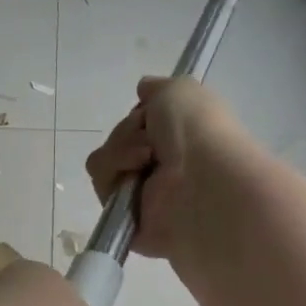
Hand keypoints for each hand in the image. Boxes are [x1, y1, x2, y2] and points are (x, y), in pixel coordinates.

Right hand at [85, 77, 252, 266]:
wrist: (203, 181)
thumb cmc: (198, 132)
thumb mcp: (181, 91)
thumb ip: (158, 87)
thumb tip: (143, 89)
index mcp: (177, 141)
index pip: (137, 124)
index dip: (139, 115)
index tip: (152, 114)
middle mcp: (159, 167)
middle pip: (116, 140)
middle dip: (127, 133)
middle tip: (152, 142)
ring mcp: (141, 194)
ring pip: (103, 161)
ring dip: (120, 152)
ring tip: (146, 160)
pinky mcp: (125, 217)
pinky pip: (101, 186)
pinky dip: (113, 175)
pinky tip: (135, 178)